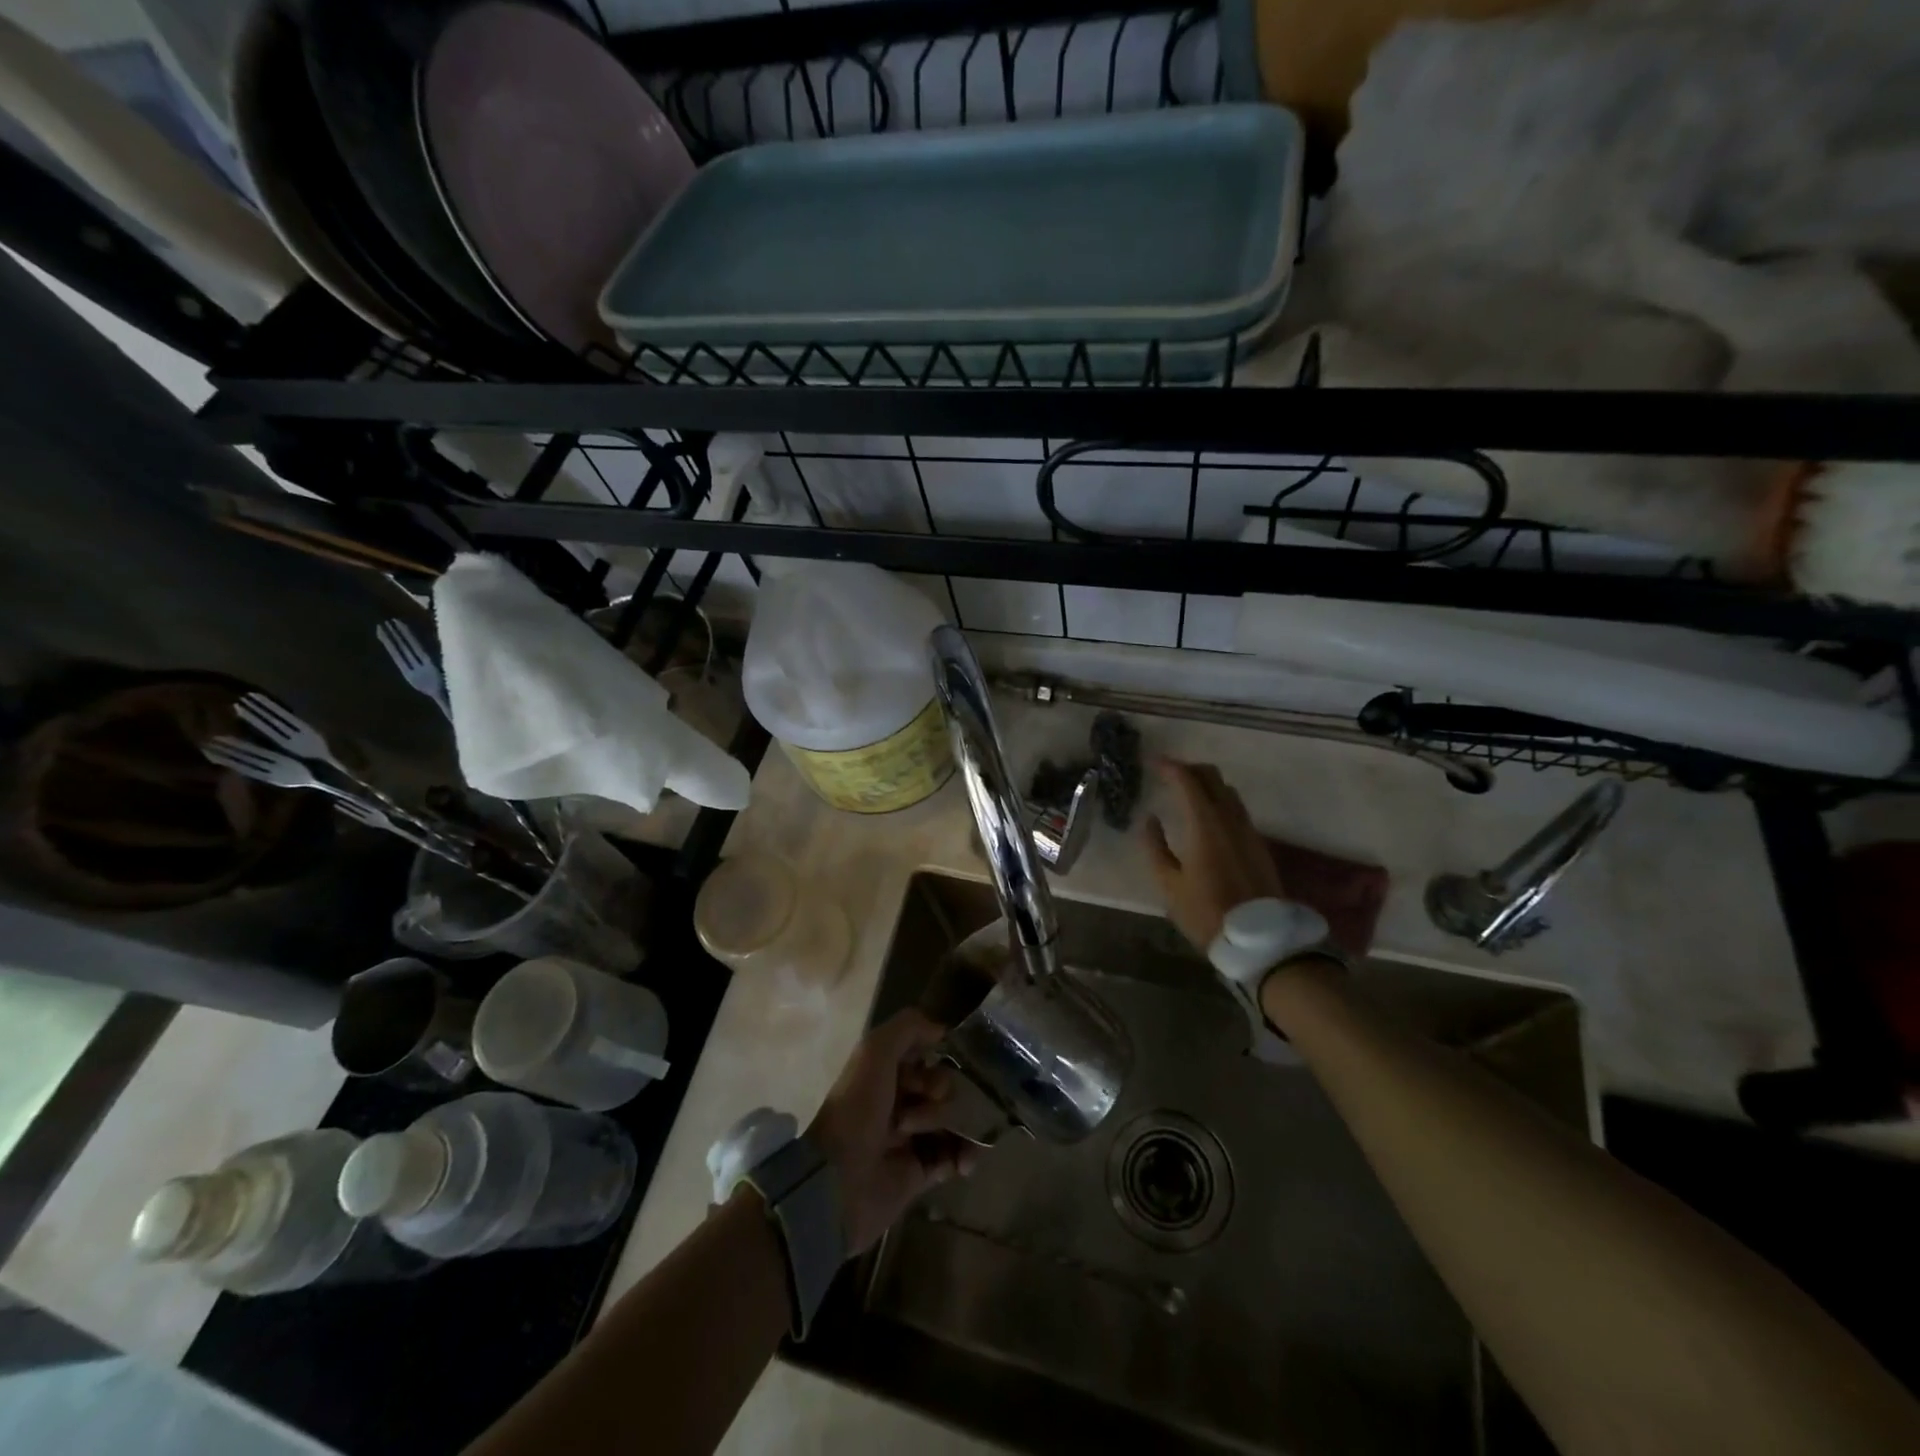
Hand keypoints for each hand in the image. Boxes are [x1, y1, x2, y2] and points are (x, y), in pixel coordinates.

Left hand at [806, 1009, 979, 1255]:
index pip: (926, 1057)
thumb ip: (908, 1027)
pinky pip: (955, 1156)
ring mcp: (910, 1138)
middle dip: (939, 1097)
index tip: (927, 1074)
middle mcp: (898, 1101)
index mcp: (885, 1073)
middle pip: (943, 1087)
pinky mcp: (920, 1172)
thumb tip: (942, 1029)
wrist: (838, 1181)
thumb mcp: (875, 1052)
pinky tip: (963, 1163)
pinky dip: (965, 1156)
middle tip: (914, 1116)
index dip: (933, 1063)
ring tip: (932, 1142)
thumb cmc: (857, 1109)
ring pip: (952, 1120)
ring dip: (953, 1126)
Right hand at [1142, 757, 1285, 950]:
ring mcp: (1248, 829)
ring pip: (1227, 790)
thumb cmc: (1206, 913)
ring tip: (1185, 793)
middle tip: (1166, 774)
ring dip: (1206, 783)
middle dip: (1188, 769)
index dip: (1169, 766)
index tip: (1151, 762)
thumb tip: (1150, 819)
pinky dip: (1218, 800)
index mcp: (1205, 825)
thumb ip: (1155, 847)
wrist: (1260, 940)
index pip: (1187, 780)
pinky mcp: (1257, 843)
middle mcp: (1229, 819)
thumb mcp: (1169, 885)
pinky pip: (1236, 808)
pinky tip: (1206, 817)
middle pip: (1212, 777)